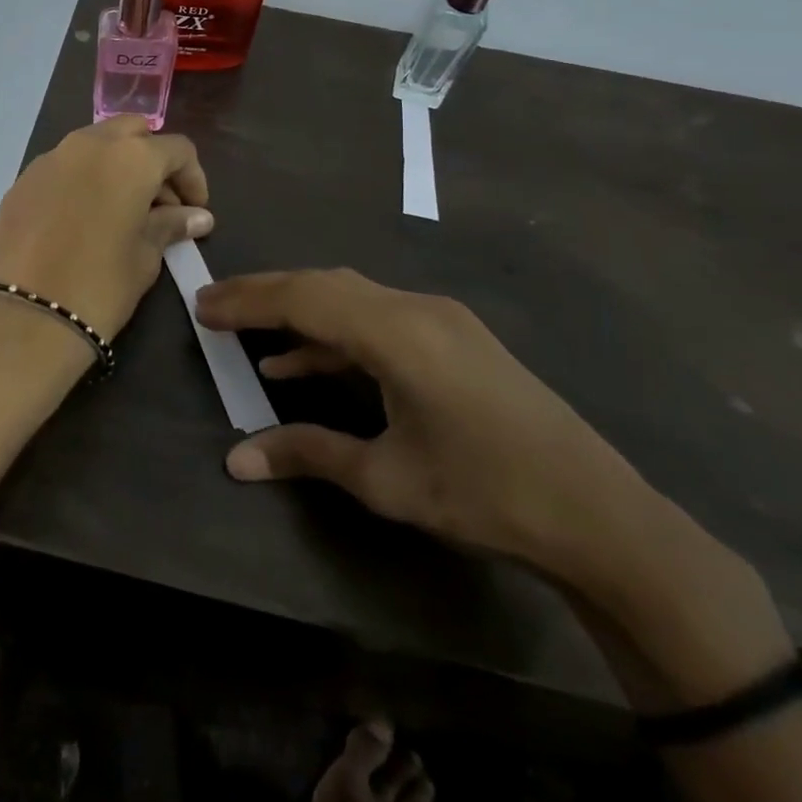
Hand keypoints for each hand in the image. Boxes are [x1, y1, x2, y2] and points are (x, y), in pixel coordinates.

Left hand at [0, 117, 211, 351]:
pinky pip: (63, 167)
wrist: (23, 316)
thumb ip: (170, 225)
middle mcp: (89, 144)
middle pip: (132, 132)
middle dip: (151, 159)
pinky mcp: (22, 181)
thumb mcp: (145, 256)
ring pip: (94, 145)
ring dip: (115, 166)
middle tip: (159, 203)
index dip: (193, 177)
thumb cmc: (100, 285)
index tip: (195, 210)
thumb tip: (197, 217)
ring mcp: (50, 158)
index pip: (176, 149)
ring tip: (122, 212)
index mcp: (130, 157)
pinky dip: (82, 180)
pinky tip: (83, 220)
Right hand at [197, 269, 650, 583]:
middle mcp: (415, 308)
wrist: (599, 516)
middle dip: (265, 293)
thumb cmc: (487, 494)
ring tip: (247, 329)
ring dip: (299, 310)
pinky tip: (305, 362)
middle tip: (214, 306)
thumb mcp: (388, 480)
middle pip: (323, 285)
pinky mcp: (453, 337)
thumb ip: (308, 453)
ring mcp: (439, 319)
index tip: (201, 306)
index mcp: (396, 332)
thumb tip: (236, 460)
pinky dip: (335, 334)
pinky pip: (377, 319)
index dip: (248, 299)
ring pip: (350, 296)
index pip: (303, 298)